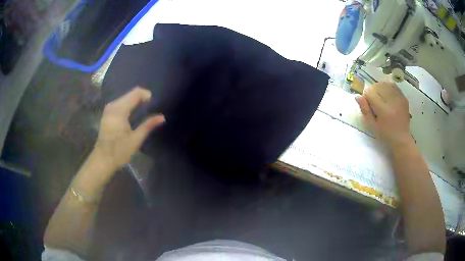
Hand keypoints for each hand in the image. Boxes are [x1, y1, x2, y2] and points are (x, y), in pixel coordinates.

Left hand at [94, 87, 164, 169]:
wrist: (103, 159)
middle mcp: (113, 105)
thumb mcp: (136, 139)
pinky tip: (133, 114)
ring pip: (125, 97)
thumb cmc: (119, 151)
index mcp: (120, 110)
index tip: (154, 103)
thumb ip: (148, 125)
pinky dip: (129, 105)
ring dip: (135, 101)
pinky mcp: (107, 113)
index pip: (136, 93)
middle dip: (141, 98)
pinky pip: (121, 103)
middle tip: (150, 108)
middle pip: (130, 94)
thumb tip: (162, 117)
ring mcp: (109, 108)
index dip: (146, 95)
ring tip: (143, 111)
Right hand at [356, 82, 411, 149]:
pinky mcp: (404, 98)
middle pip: (378, 86)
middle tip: (373, 100)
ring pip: (385, 83)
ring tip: (380, 96)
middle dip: (373, 90)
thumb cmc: (385, 134)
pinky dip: (388, 87)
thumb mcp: (372, 126)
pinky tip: (387, 94)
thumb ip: (365, 110)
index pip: (370, 93)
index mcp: (384, 110)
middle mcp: (392, 102)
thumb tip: (357, 96)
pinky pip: (393, 85)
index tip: (367, 103)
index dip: (366, 96)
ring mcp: (399, 98)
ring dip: (380, 87)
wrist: (401, 139)